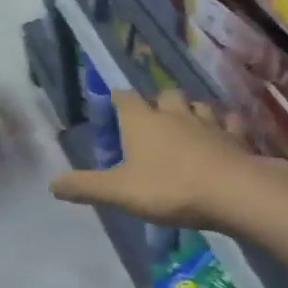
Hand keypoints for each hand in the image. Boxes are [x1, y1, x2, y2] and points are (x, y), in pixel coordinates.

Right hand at [51, 89, 280, 228]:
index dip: (117, 99)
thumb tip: (51, 183)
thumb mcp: (119, 192)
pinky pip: (229, 122)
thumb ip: (85, 186)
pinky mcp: (235, 136)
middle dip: (158, 103)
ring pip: (197, 105)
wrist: (232, 191)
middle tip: (152, 122)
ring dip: (190, 112)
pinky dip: (224, 126)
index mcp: (142, 121)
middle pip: (165, 95)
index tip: (113, 104)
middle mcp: (174, 113)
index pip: (124, 98)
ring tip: (186, 126)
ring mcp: (208, 122)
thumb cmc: (168, 188)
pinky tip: (223, 135)